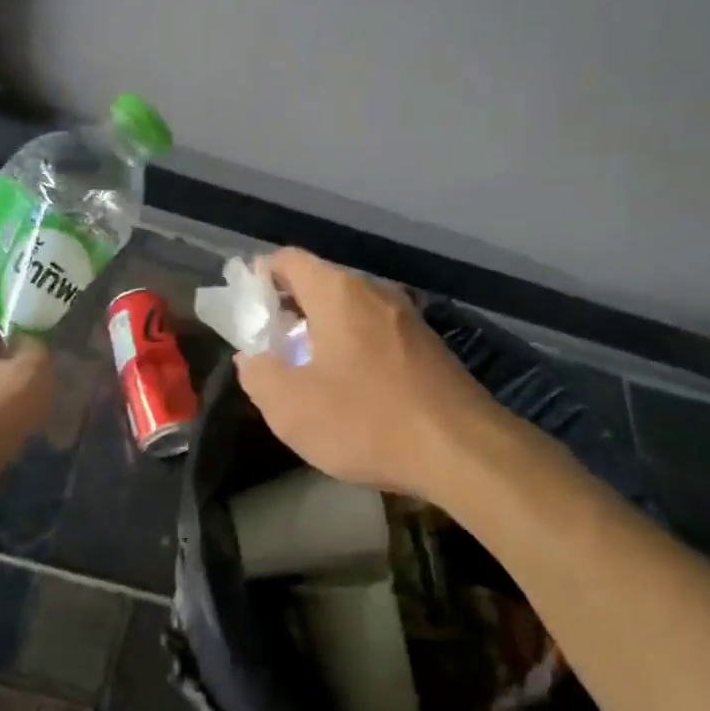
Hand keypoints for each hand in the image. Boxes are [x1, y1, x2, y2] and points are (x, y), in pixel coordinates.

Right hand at [234, 248, 507, 500]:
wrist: (465, 451)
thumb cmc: (367, 421)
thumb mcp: (292, 408)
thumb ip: (259, 375)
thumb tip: (253, 357)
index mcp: (338, 292)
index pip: (288, 259)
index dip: (258, 277)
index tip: (245, 310)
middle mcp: (375, 292)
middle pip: (320, 283)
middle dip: (288, 310)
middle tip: (269, 347)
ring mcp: (407, 317)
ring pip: (350, 310)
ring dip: (322, 331)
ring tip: (307, 371)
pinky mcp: (428, 345)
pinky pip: (376, 332)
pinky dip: (353, 347)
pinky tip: (352, 388)